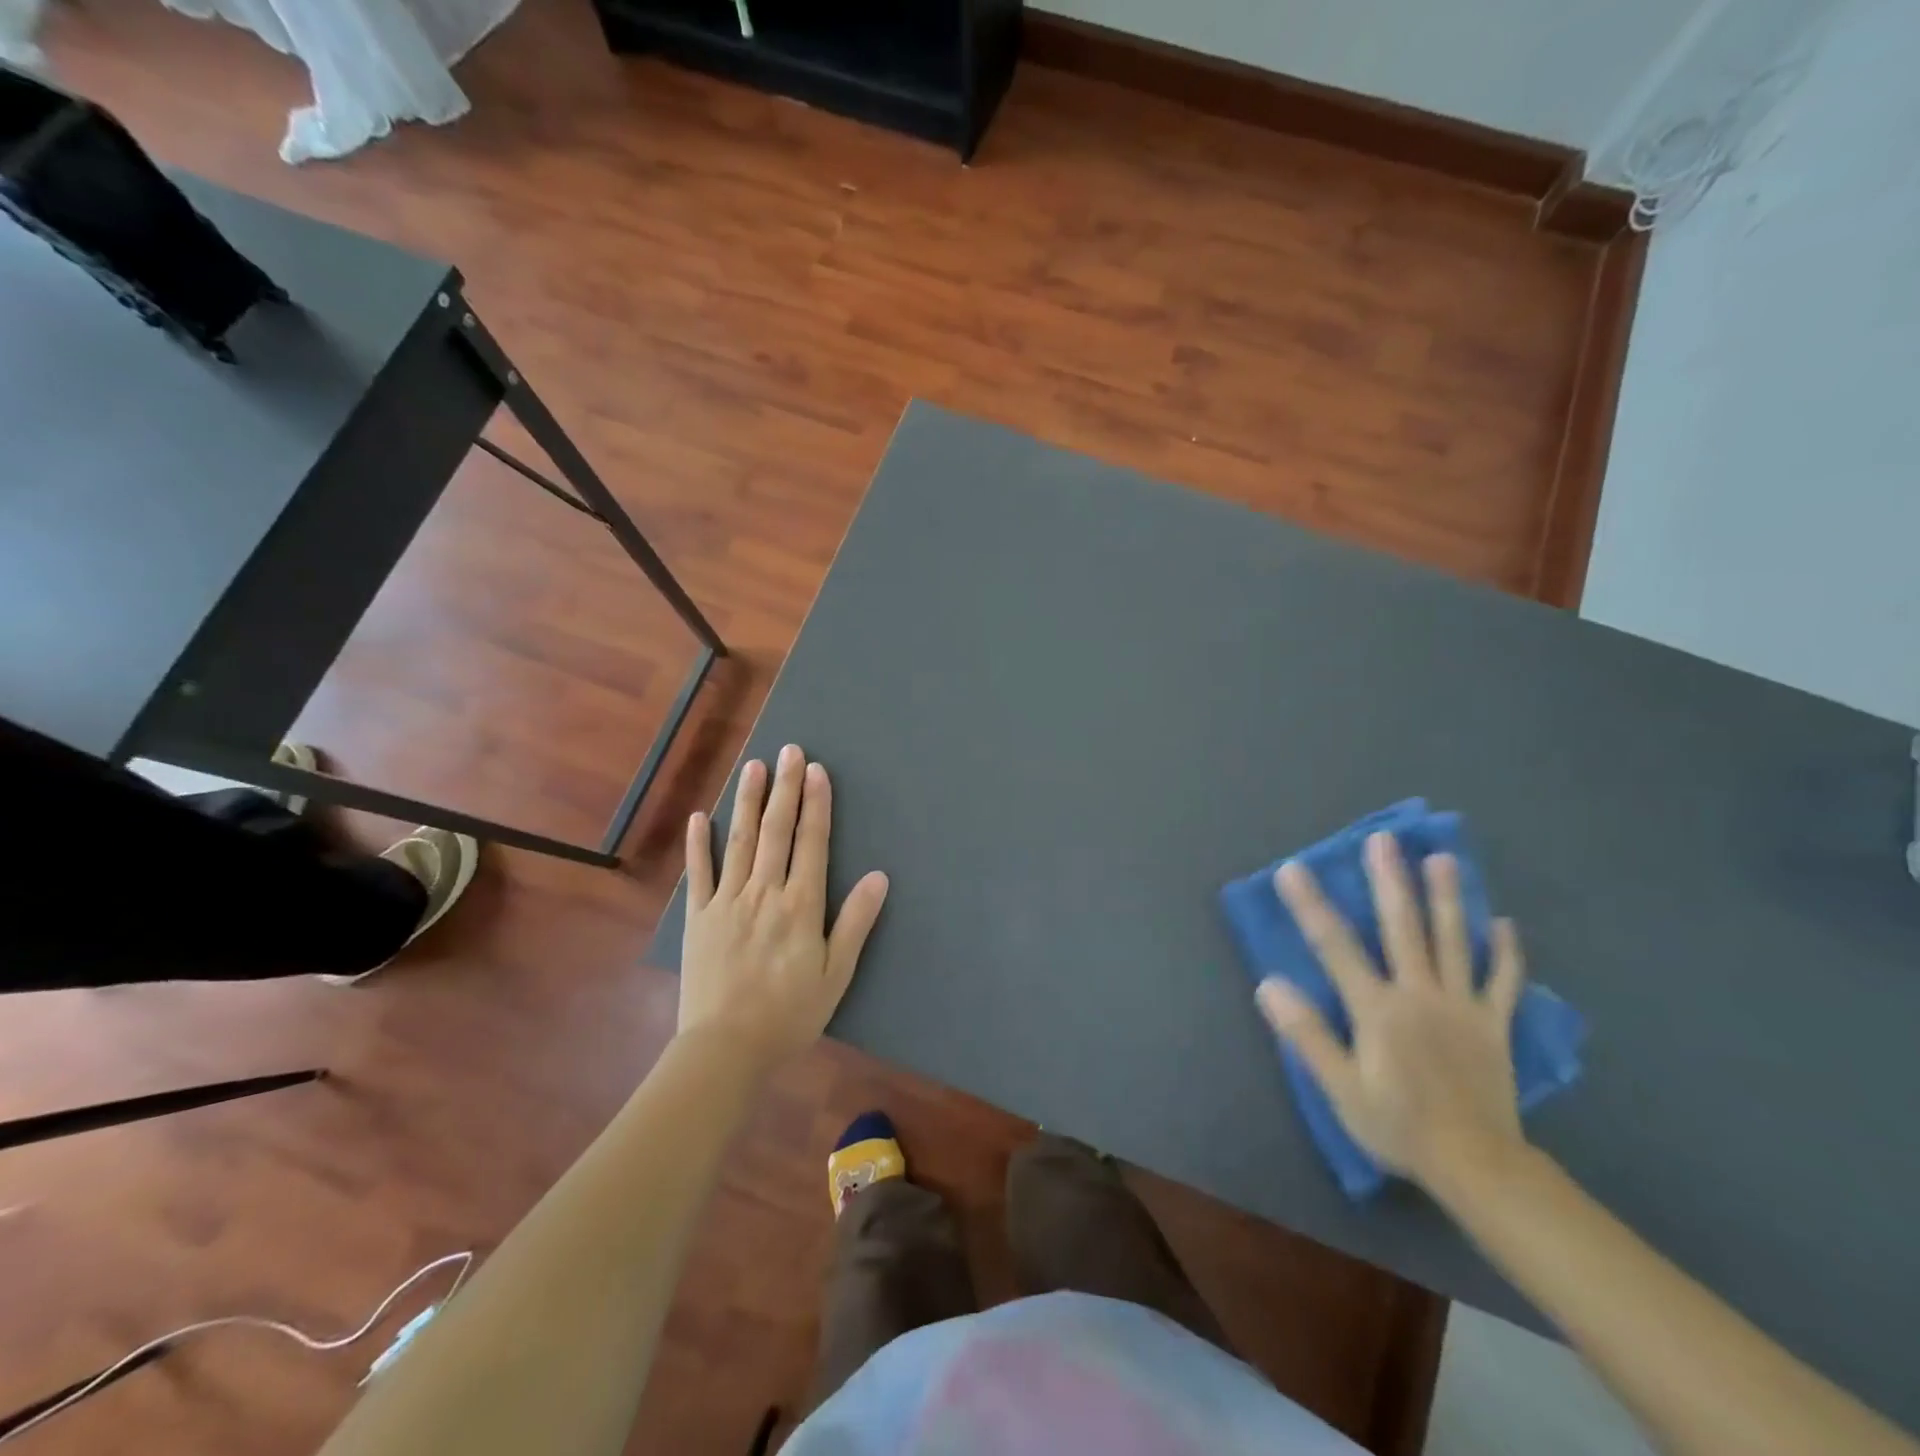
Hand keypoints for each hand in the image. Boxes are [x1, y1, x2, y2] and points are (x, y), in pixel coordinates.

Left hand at [679, 745, 889, 1072]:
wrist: (725, 1049)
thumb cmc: (789, 1014)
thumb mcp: (836, 973)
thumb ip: (855, 922)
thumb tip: (879, 876)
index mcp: (800, 905)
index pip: (811, 842)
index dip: (816, 804)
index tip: (817, 770)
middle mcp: (764, 892)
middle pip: (776, 830)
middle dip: (785, 787)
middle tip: (789, 750)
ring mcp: (726, 902)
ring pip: (739, 840)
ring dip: (747, 801)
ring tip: (753, 766)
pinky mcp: (698, 918)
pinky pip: (699, 873)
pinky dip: (699, 844)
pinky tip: (700, 817)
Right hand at [1257, 832, 1527, 1192]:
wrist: (1478, 1166)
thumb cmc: (1398, 1125)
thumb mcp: (1339, 1088)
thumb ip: (1306, 1034)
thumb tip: (1269, 984)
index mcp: (1377, 1009)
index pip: (1336, 946)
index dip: (1311, 906)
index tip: (1293, 869)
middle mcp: (1419, 995)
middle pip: (1403, 928)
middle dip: (1390, 881)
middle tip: (1384, 840)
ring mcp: (1462, 1006)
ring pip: (1455, 942)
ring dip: (1448, 898)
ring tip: (1444, 859)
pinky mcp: (1494, 1024)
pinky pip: (1503, 981)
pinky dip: (1505, 952)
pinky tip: (1504, 924)